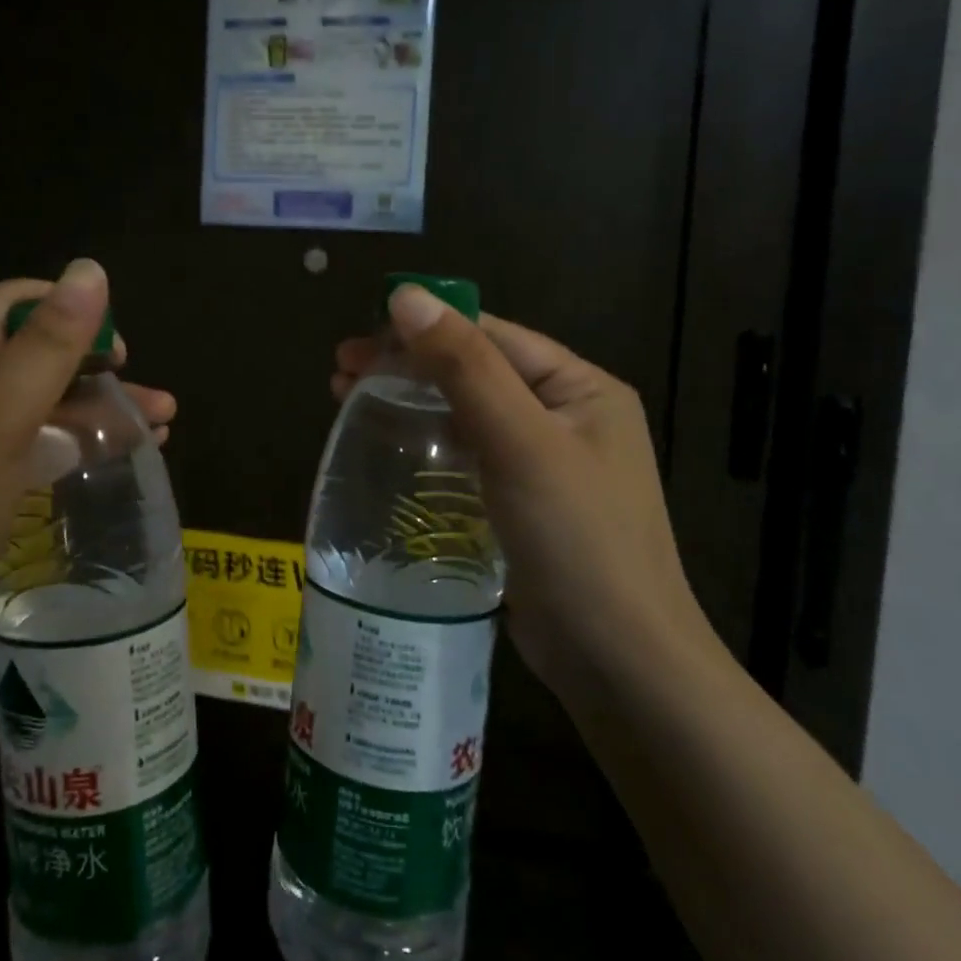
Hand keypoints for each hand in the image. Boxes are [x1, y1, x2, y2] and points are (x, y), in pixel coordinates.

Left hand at [0, 260, 174, 661]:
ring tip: (159, 431)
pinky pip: (29, 445)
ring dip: (97, 410)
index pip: (14, 303)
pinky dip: (73, 444)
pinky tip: (110, 461)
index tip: (119, 350)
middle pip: (33, 355)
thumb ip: (47, 346)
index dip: (71, 311)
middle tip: (153, 400)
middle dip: (98, 369)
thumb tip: (90, 269)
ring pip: (38, 404)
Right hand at [334, 290, 711, 701]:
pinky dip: (427, 442)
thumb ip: (466, 366)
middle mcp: (566, 416)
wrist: (620, 664)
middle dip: (407, 366)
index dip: (422, 331)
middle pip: (475, 371)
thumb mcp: (521, 442)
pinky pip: (468, 455)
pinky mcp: (522, 503)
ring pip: (466, 413)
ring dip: (411, 401)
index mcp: (579, 388)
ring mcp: (545, 463)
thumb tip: (407, 296)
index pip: (491, 337)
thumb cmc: (577, 541)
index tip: (357, 343)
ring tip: (347, 400)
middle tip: (339, 374)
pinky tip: (391, 447)